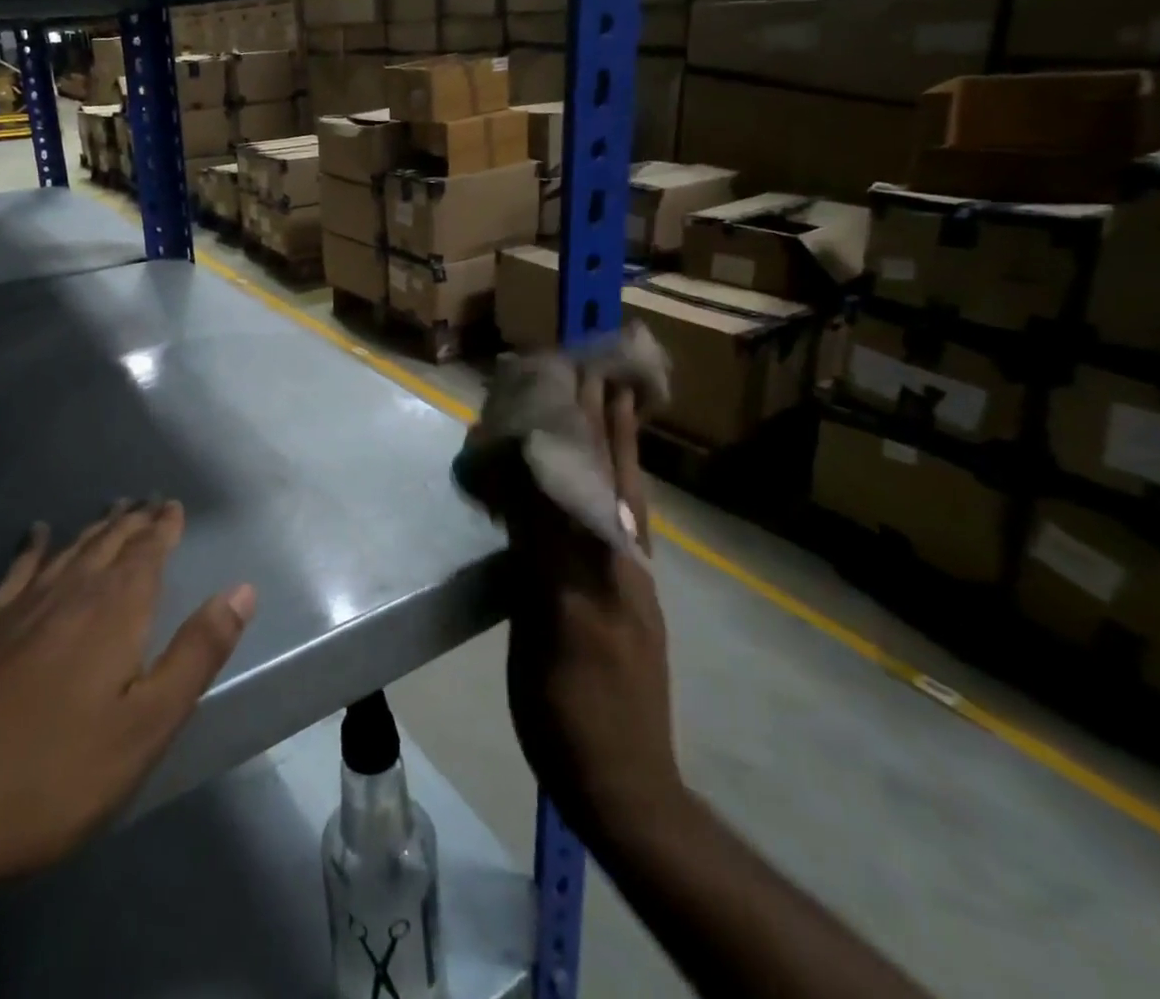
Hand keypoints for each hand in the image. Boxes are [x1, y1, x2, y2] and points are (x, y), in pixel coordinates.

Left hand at [0, 500, 255, 899]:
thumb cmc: (50, 776)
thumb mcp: (145, 725)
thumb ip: (196, 652)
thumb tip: (242, 590)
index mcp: (114, 612)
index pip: (147, 553)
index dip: (163, 527)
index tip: (172, 504)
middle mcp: (68, 595)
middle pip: (108, 545)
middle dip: (132, 521)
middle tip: (147, 500)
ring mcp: (15, 611)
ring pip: (67, 553)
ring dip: (93, 530)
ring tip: (110, 510)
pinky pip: (15, 571)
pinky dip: (32, 548)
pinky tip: (35, 535)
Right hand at [502, 375, 683, 846]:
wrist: (622, 784)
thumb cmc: (573, 708)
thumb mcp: (550, 626)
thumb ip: (543, 549)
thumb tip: (531, 482)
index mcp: (605, 561)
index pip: (593, 476)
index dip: (587, 426)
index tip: (581, 375)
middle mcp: (623, 559)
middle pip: (616, 478)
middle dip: (608, 424)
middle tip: (604, 374)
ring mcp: (627, 582)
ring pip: (622, 499)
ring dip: (616, 449)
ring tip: (615, 408)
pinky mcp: (623, 603)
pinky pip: (617, 526)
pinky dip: (612, 490)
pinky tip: (604, 486)